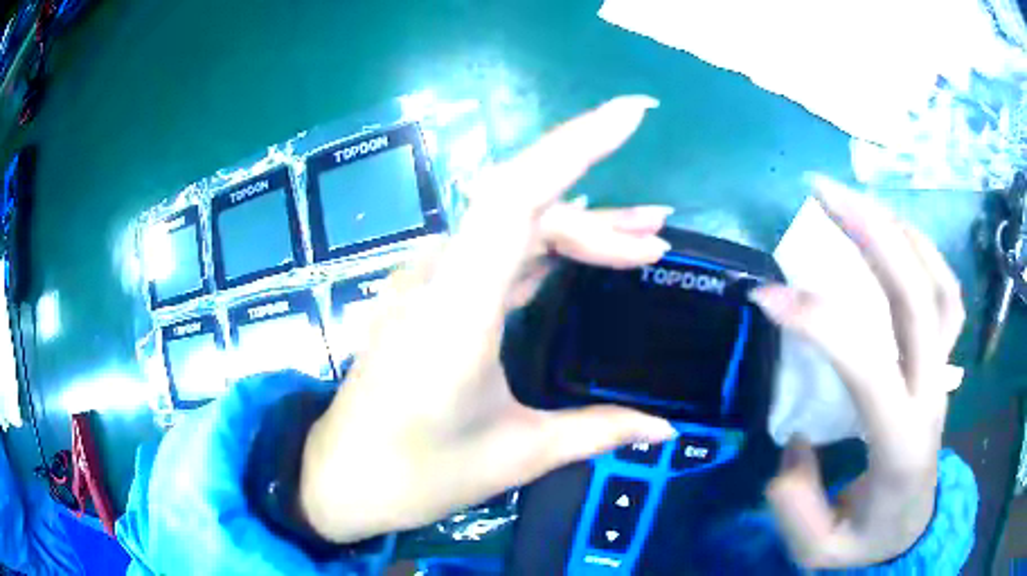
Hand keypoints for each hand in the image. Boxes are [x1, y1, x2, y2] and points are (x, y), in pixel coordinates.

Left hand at [299, 96, 679, 542]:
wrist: (341, 480)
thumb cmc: (417, 474)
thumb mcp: (516, 456)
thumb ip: (597, 431)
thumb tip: (666, 431)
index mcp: (456, 307)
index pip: (519, 193)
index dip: (577, 144)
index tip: (632, 114)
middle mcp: (438, 276)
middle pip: (525, 209)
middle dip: (600, 217)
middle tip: (658, 238)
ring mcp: (428, 283)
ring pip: (510, 230)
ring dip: (577, 230)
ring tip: (642, 241)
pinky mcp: (429, 297)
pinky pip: (493, 254)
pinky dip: (543, 250)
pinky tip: (579, 255)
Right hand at [750, 176, 964, 568]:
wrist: (910, 530)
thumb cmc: (866, 540)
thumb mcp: (819, 552)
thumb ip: (796, 502)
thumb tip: (794, 438)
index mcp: (902, 443)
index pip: (869, 364)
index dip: (817, 320)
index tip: (765, 295)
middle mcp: (933, 394)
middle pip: (918, 297)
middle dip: (873, 233)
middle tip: (821, 193)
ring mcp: (944, 372)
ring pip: (939, 284)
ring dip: (899, 232)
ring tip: (856, 201)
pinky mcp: (943, 363)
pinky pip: (946, 294)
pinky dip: (924, 252)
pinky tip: (894, 234)